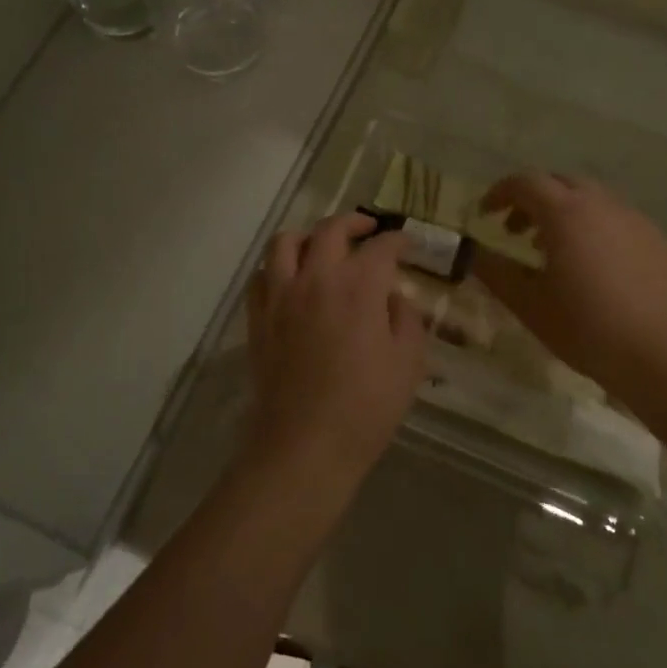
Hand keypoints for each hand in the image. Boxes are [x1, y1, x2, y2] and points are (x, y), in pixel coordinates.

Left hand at [245, 213, 426, 484]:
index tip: (407, 245)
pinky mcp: (258, 318)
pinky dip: (276, 268)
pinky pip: (261, 276)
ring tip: (322, 247)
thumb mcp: (408, 363)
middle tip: (368, 230)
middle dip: (354, 222)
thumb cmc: (366, 407)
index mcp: (358, 286)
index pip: (381, 246)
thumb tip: (394, 296)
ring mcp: (281, 295)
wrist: (304, 445)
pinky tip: (290, 281)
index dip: (397, 240)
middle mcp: (316, 278)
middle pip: (331, 229)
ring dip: (308, 236)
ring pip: (285, 242)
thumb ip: (406, 319)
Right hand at [471, 173, 666, 394]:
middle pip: (559, 183)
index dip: (499, 193)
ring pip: (591, 198)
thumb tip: (475, 254)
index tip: (485, 215)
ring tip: (553, 250)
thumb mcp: (528, 304)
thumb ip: (496, 273)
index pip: (525, 183)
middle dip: (532, 199)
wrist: (660, 355)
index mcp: (566, 213)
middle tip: (516, 231)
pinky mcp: (657, 240)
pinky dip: (594, 227)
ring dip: (564, 212)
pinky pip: (616, 218)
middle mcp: (601, 204)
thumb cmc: (585, 328)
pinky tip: (593, 265)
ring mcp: (634, 219)